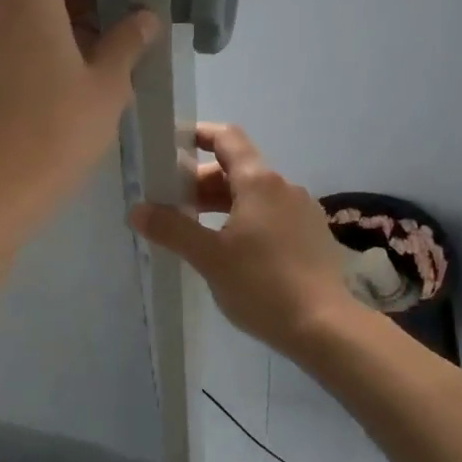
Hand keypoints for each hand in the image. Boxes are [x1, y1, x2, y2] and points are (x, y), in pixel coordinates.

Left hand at [0, 0, 158, 233]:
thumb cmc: (53, 132)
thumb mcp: (106, 87)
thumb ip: (128, 41)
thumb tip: (143, 17)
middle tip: (120, 16)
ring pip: (23, 3)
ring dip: (64, 14)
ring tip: (104, 54)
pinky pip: (10, 32)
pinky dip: (41, 37)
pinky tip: (72, 79)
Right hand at [128, 123, 358, 355]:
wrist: (324, 327)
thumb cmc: (262, 285)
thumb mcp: (209, 258)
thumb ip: (171, 229)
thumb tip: (137, 209)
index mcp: (259, 182)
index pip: (227, 138)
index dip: (198, 135)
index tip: (170, 148)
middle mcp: (284, 187)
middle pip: (237, 169)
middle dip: (202, 182)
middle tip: (172, 205)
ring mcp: (303, 211)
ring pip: (255, 195)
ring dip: (223, 204)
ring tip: (197, 230)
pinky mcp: (312, 236)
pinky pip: (272, 215)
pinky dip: (246, 220)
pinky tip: (233, 251)